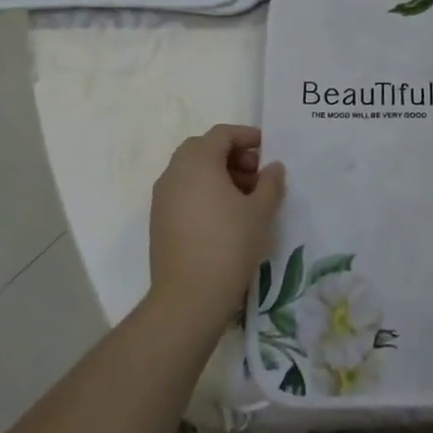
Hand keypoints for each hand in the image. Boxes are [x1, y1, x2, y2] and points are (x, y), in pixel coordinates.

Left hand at [147, 124, 284, 334]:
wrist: (189, 298)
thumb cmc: (229, 244)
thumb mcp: (260, 211)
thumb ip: (270, 182)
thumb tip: (273, 168)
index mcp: (198, 161)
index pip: (222, 134)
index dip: (247, 137)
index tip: (268, 150)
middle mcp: (174, 173)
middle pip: (203, 149)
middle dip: (232, 156)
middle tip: (256, 175)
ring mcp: (162, 198)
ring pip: (192, 172)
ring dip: (218, 175)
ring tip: (245, 199)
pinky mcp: (159, 221)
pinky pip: (184, 193)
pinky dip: (204, 193)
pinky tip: (226, 217)